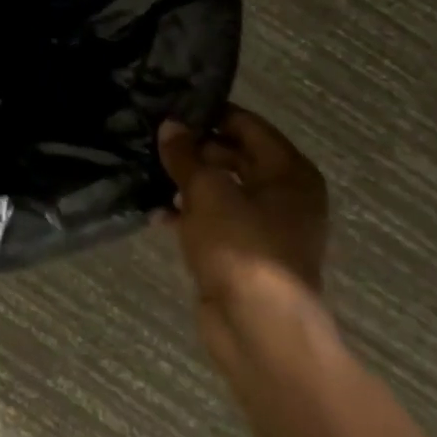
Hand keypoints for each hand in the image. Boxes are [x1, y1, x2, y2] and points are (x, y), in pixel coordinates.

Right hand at [157, 107, 329, 364]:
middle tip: (150, 138)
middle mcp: (283, 195)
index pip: (248, 125)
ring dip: (187, 183)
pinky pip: (214, 222)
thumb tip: (171, 126)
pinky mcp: (243, 254)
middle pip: (234, 156)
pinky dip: (188, 215)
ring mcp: (264, 228)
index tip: (170, 108)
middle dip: (194, 149)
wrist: (259, 328)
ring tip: (146, 170)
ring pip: (221, 191)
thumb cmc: (242, 247)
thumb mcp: (207, 192)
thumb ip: (186, 156)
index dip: (210, 115)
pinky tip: (156, 213)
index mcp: (289, 172)